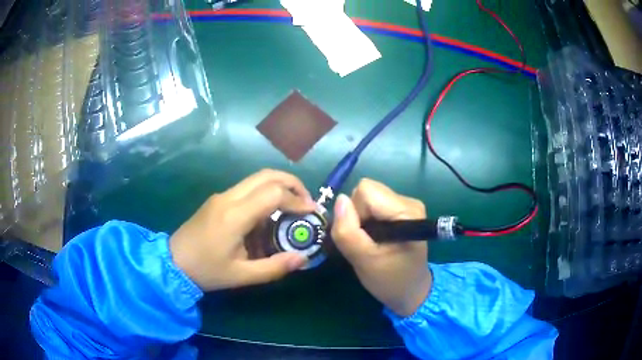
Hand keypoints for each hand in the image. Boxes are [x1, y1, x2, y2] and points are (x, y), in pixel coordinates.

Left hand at [170, 169, 315, 290]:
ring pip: (257, 178)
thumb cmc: (206, 271)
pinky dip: (265, 193)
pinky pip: (247, 188)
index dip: (297, 200)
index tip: (312, 212)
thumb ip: (274, 267)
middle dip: (292, 183)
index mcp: (234, 216)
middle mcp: (228, 198)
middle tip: (307, 202)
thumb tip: (303, 258)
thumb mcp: (241, 276)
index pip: (273, 193)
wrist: (173, 262)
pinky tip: (269, 215)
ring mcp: (222, 196)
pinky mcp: (218, 200)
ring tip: (293, 206)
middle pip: (267, 175)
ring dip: (279, 186)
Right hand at [331, 179, 431, 316]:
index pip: (366, 191)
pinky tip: (375, 238)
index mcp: (406, 211)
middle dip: (357, 215)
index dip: (355, 212)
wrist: (411, 291)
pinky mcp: (401, 211)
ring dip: (361, 219)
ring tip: (370, 241)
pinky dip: (367, 220)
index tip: (360, 237)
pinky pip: (373, 205)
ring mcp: (406, 205)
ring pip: (368, 198)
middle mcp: (409, 201)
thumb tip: (340, 200)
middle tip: (364, 241)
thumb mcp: (364, 261)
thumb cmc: (390, 280)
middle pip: (367, 191)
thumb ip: (348, 231)